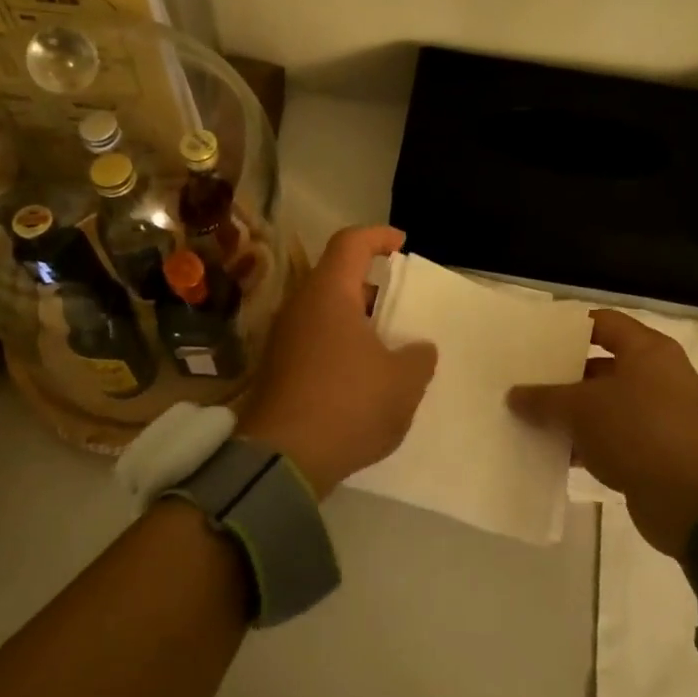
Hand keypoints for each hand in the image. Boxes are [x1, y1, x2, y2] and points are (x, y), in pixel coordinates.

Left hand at [239, 226, 437, 497]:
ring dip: (356, 319)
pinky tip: (362, 374)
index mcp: (328, 294)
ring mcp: (283, 339)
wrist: (283, 460)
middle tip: (399, 303)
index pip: (350, 243)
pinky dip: (340, 344)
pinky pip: (314, 340)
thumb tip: (418, 349)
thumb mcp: (403, 382)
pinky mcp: (277, 369)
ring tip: (387, 343)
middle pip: (335, 277)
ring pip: (324, 312)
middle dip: (370, 285)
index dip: (378, 236)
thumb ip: (419, 357)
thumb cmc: (349, 405)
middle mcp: (300, 307)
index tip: (401, 244)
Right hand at [507, 310, 697, 558]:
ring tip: (527, 417)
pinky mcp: (653, 452)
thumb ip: (544, 398)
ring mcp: (657, 416)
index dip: (568, 329)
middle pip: (600, 366)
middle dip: (562, 375)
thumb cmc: (640, 432)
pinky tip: (551, 452)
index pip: (603, 324)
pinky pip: (610, 438)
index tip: (534, 338)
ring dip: (570, 414)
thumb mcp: (582, 409)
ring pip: (603, 406)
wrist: (697, 502)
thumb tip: (514, 395)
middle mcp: (656, 377)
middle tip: (523, 379)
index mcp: (647, 351)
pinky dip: (584, 443)